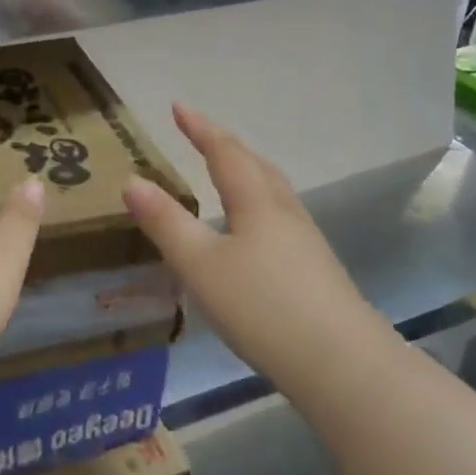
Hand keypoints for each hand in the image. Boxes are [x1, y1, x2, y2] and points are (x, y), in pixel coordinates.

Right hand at [122, 104, 385, 389]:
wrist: (344, 367)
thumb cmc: (263, 307)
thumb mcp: (200, 265)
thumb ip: (165, 222)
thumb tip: (131, 180)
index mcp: (256, 201)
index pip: (224, 152)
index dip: (199, 128)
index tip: (178, 106)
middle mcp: (284, 211)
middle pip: (254, 165)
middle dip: (224, 145)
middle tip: (200, 133)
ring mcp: (306, 241)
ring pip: (271, 190)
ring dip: (246, 171)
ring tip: (226, 171)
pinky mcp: (316, 270)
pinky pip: (279, 216)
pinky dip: (257, 203)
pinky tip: (253, 230)